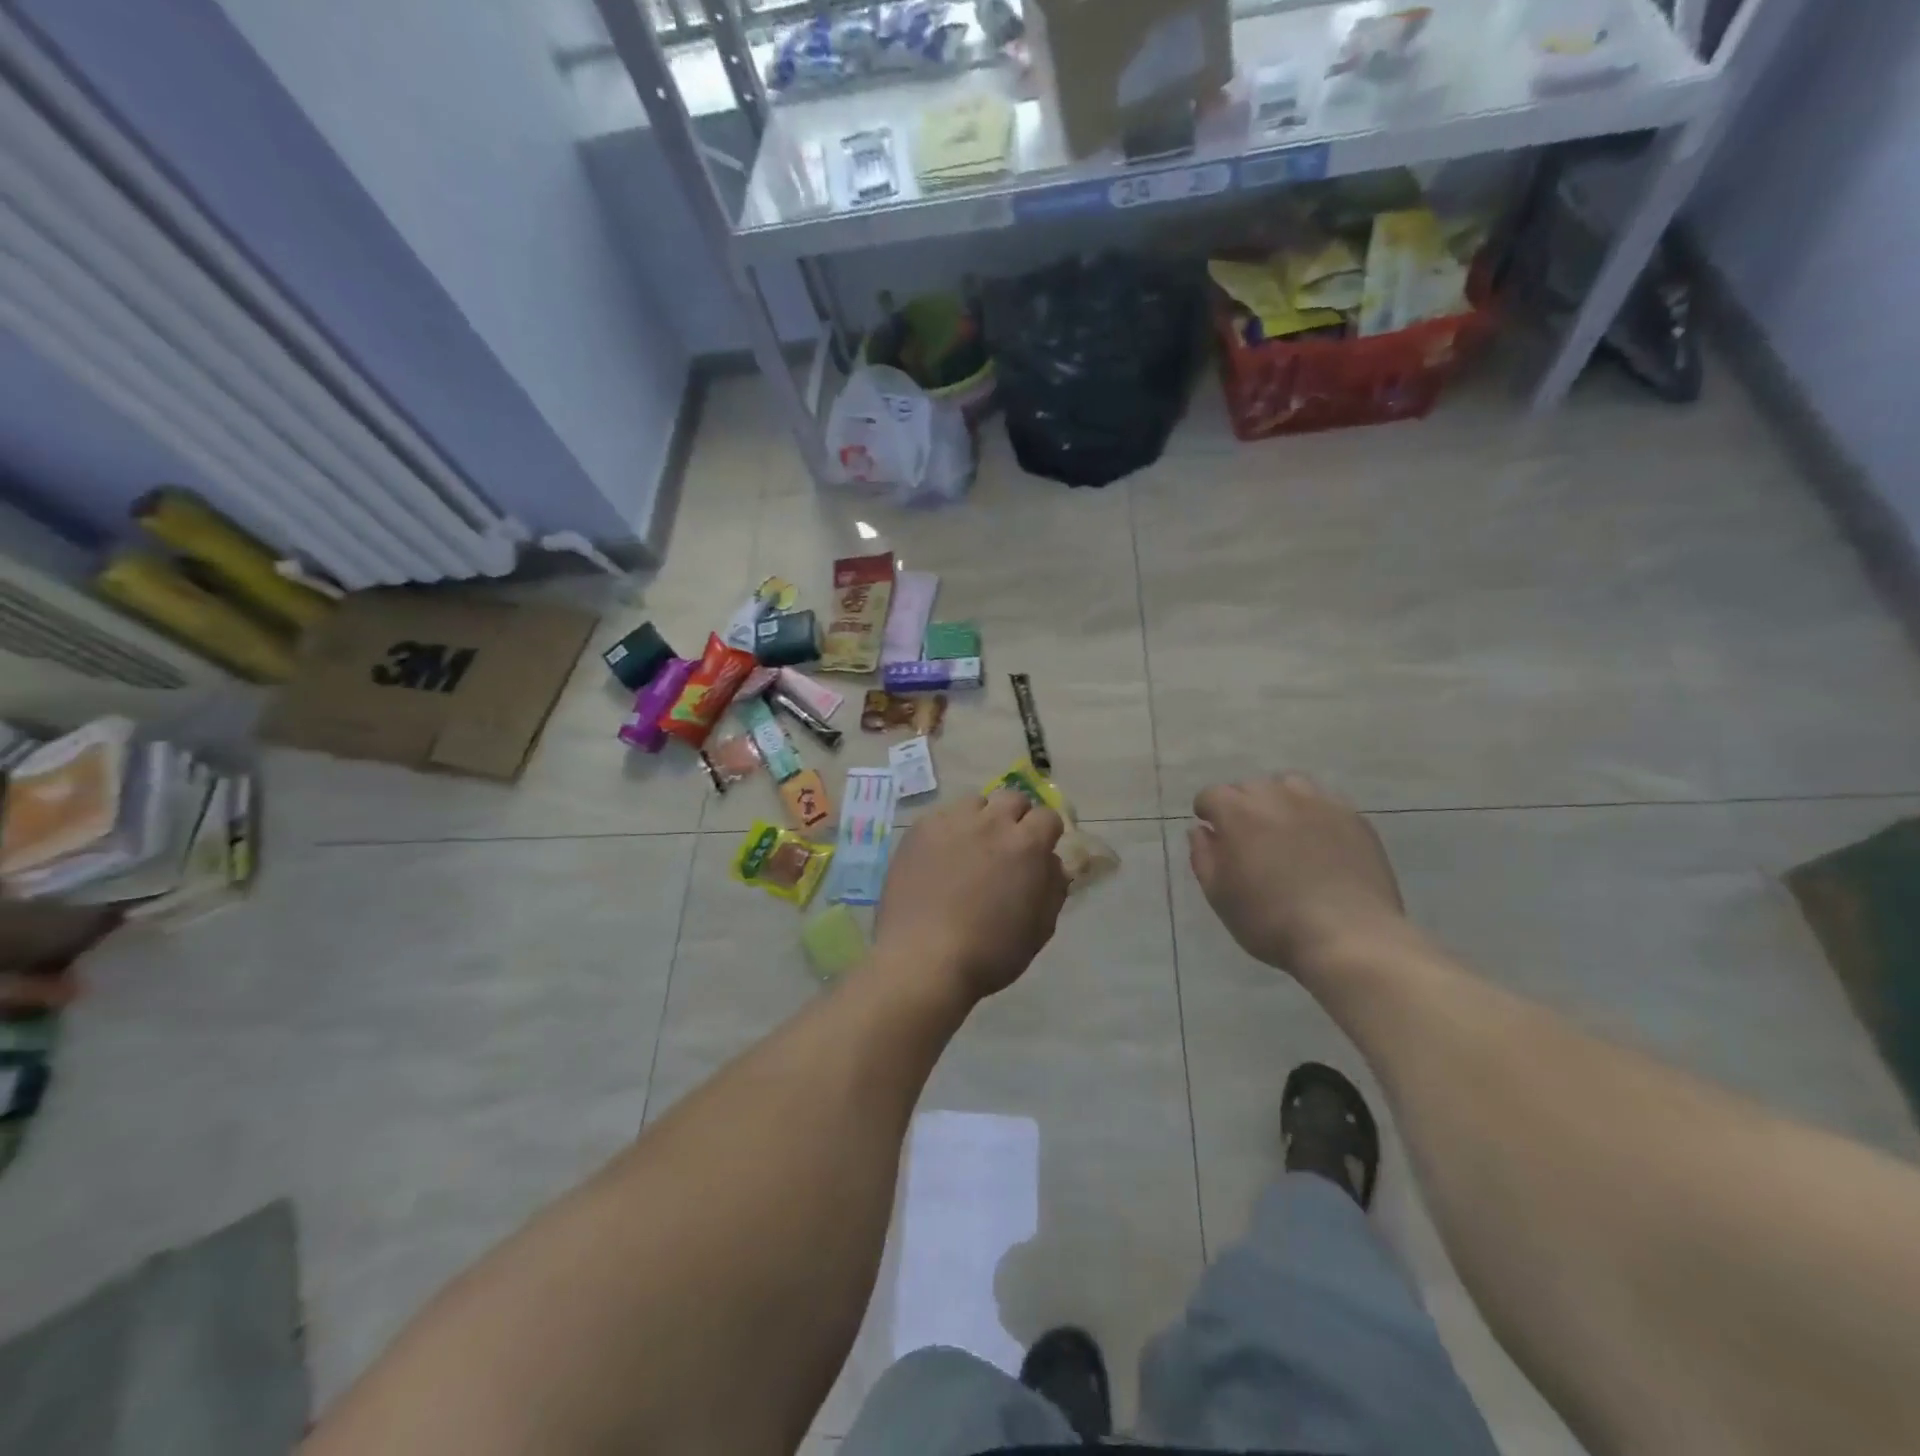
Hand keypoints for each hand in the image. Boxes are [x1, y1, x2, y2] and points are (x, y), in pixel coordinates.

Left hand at [874, 790, 1070, 1002]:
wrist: (922, 960)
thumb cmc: (990, 952)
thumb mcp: (1039, 929)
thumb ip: (1053, 888)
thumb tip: (1051, 863)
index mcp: (1026, 845)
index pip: (1048, 816)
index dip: (1046, 834)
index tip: (1038, 852)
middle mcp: (991, 822)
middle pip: (1012, 799)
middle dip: (1015, 818)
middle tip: (1006, 848)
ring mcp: (951, 822)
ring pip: (975, 802)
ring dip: (980, 819)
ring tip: (970, 848)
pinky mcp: (919, 830)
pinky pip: (942, 817)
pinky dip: (948, 831)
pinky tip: (939, 858)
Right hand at [1189, 775, 1406, 975]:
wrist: (1348, 937)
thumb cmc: (1271, 921)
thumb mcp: (1219, 896)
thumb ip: (1203, 856)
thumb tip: (1200, 830)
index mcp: (1238, 813)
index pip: (1212, 795)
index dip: (1207, 812)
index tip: (1212, 833)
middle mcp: (1277, 797)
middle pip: (1250, 786)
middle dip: (1241, 805)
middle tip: (1247, 838)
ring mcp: (1319, 804)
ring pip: (1289, 785)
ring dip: (1278, 801)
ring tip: (1283, 830)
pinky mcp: (1353, 818)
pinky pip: (1324, 802)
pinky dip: (1312, 813)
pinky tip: (1317, 840)